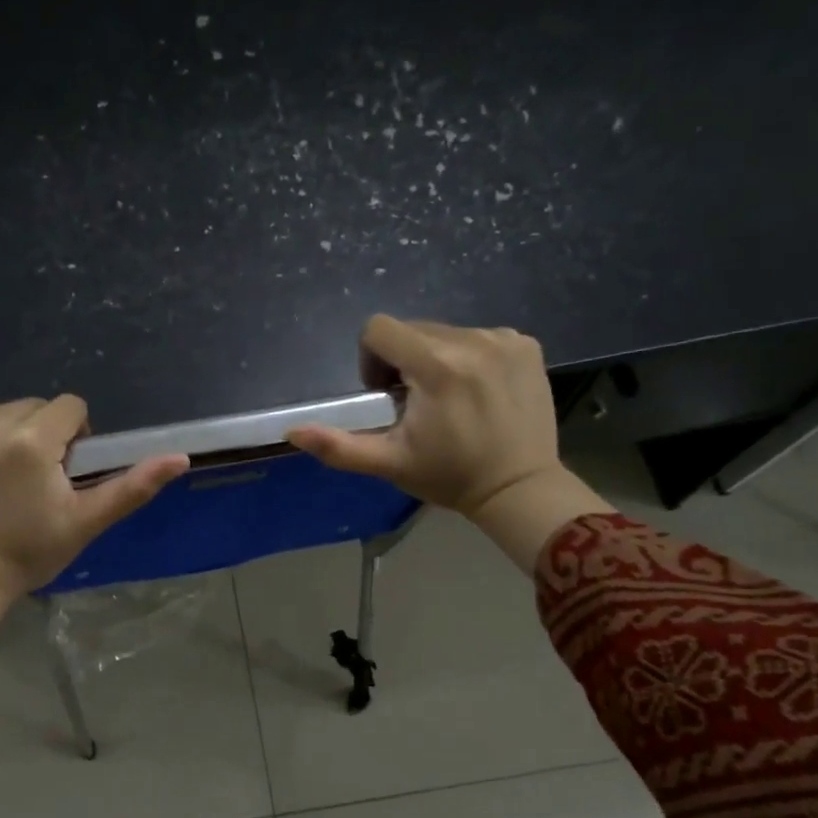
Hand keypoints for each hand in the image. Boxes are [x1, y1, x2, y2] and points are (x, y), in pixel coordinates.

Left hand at [0, 395, 186, 663]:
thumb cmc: (26, 555)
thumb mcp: (85, 523)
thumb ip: (132, 487)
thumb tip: (181, 457)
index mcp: (32, 439)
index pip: (69, 407)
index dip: (73, 437)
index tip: (62, 470)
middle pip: (31, 407)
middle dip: (37, 435)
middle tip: (29, 480)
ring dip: (0, 435)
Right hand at [287, 315, 609, 571]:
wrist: (519, 488)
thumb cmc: (449, 476)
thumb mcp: (388, 463)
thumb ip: (338, 446)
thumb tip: (292, 431)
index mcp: (436, 365)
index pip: (380, 328)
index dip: (372, 359)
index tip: (387, 394)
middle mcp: (472, 340)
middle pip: (412, 329)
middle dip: (404, 361)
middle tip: (418, 405)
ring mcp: (504, 339)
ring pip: (446, 332)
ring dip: (436, 359)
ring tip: (450, 401)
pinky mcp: (526, 345)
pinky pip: (480, 337)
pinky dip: (470, 358)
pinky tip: (479, 393)